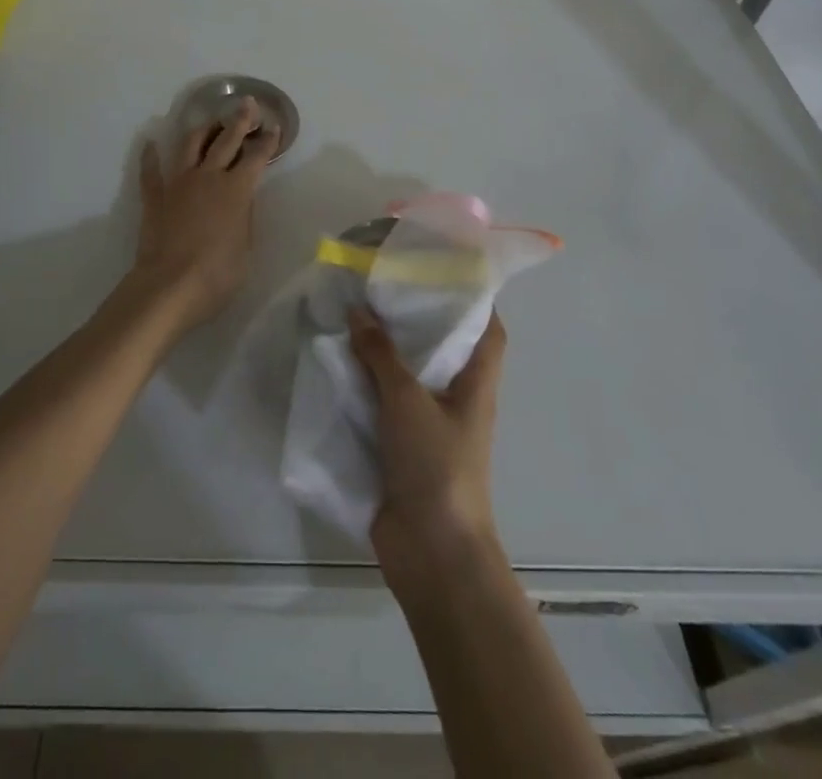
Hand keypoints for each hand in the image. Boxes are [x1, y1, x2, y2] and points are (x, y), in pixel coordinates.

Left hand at [124, 98, 277, 333]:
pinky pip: (151, 171)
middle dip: (239, 121)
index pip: (256, 157)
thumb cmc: (218, 273)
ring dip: (202, 130)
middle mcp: (208, 176)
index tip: (273, 127)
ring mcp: (178, 183)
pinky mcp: (155, 196)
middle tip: (246, 104)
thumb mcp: (246, 246)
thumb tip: (240, 200)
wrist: (171, 285)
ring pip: (190, 145)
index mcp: (236, 189)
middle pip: (225, 140)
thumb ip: (244, 216)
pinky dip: (151, 156)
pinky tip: (151, 144)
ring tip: (209, 123)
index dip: (267, 141)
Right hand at [351, 307, 507, 591]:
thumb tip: (358, 311)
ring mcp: (427, 425)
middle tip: (379, 285)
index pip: (487, 330)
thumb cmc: (436, 465)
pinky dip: (363, 385)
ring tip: (350, 315)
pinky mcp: (400, 447)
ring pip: (406, 375)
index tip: (441, 269)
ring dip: (381, 352)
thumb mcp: (407, 399)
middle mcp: (455, 399)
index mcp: (474, 384)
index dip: (473, 298)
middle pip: (441, 348)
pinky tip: (335, 366)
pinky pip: (381, 405)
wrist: (431, 551)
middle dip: (413, 318)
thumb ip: (381, 354)